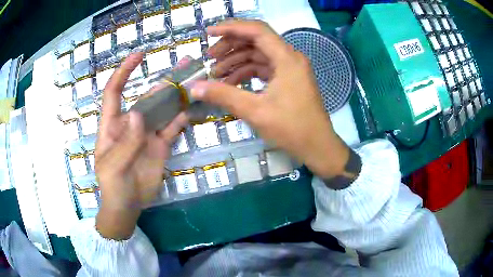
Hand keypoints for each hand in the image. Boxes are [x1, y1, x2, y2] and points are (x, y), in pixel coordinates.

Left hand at [95, 53, 187, 239]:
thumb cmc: (112, 187)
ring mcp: (147, 135)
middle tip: (185, 64)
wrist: (127, 207)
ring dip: (176, 96)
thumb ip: (125, 143)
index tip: (139, 56)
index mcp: (112, 125)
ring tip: (193, 82)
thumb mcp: (113, 168)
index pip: (114, 92)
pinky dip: (181, 119)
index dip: (124, 72)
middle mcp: (131, 125)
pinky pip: (172, 129)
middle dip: (162, 81)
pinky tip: (192, 110)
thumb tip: (138, 115)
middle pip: (146, 97)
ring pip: (162, 110)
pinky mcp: (160, 146)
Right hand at [192, 21, 349, 178]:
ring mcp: (290, 68)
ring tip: (216, 76)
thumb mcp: (255, 111)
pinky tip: (232, 84)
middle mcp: (290, 57)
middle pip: (256, 41)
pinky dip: (247, 73)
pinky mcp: (289, 79)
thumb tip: (194, 87)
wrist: (317, 147)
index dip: (231, 28)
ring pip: (259, 55)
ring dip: (237, 62)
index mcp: (287, 58)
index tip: (208, 33)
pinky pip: (264, 68)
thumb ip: (223, 95)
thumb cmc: (291, 128)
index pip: (257, 30)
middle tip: (209, 58)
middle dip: (230, 47)